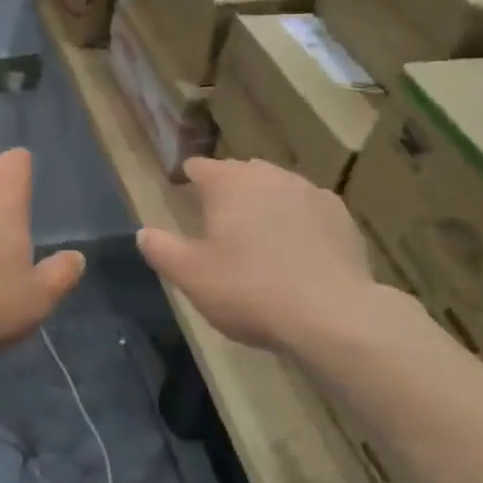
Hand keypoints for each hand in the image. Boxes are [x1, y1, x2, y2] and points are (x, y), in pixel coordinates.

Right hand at [137, 157, 375, 355]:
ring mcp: (308, 191)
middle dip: (228, 192)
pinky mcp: (339, 214)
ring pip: (276, 188)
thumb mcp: (192, 276)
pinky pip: (307, 209)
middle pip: (240, 174)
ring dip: (264, 205)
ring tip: (260, 238)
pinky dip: (298, 222)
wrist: (332, 315)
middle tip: (220, 225)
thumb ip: (162, 249)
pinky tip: (298, 251)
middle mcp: (268, 175)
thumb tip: (143, 232)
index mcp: (228, 182)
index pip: (200, 167)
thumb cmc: (250, 290)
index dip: (189, 180)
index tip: (184, 196)